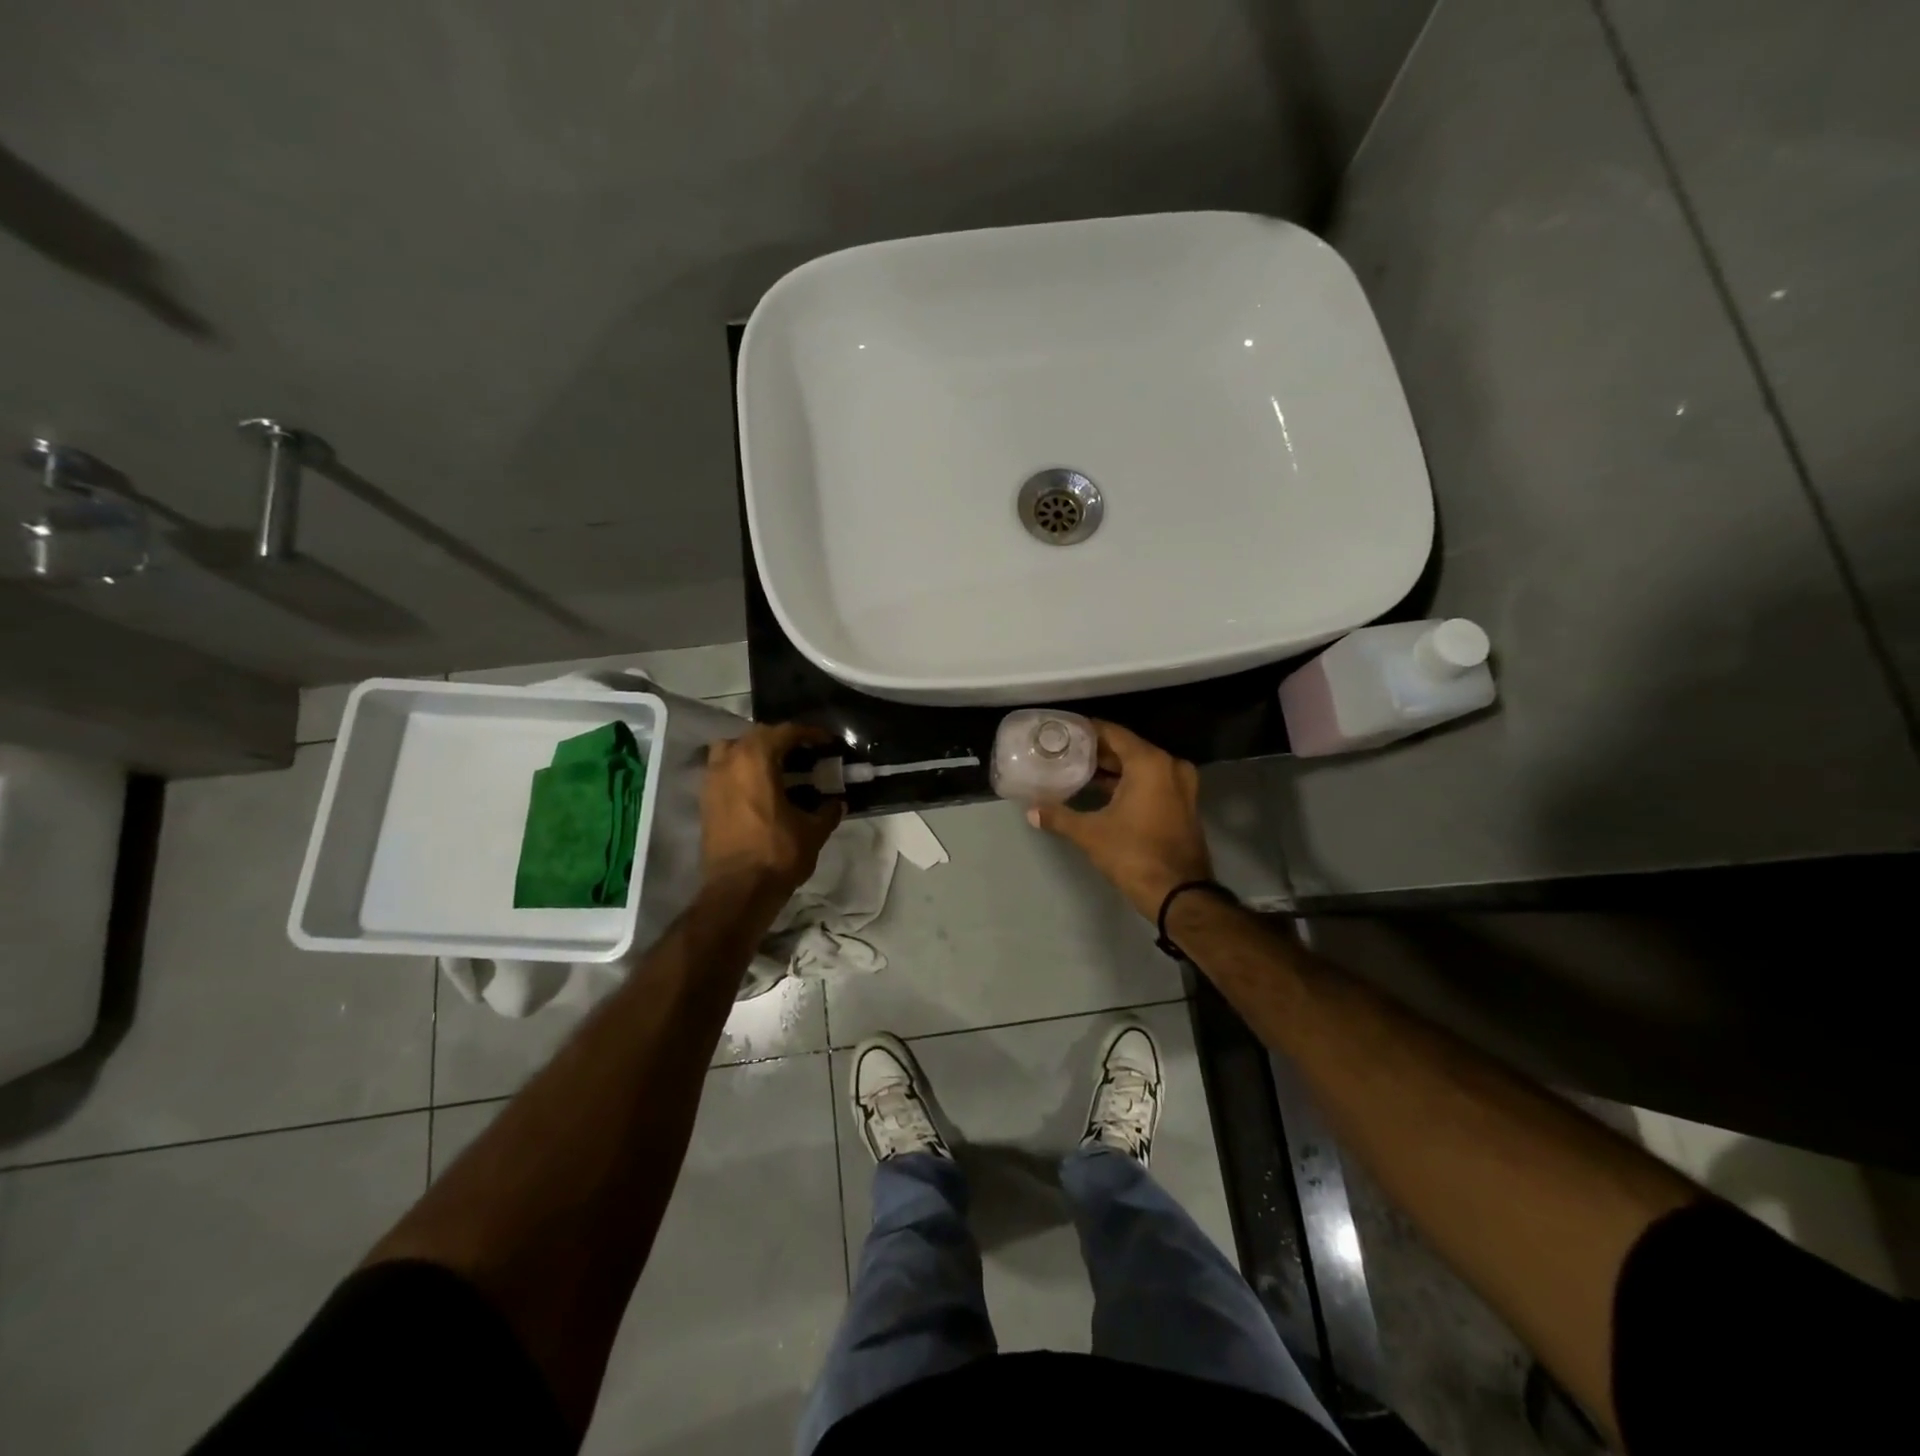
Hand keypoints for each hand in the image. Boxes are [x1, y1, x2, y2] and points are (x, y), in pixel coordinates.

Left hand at [701, 723, 844, 894]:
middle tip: (804, 753)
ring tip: (775, 767)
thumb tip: (837, 803)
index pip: (785, 732)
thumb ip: (827, 811)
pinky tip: (759, 788)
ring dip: (754, 751)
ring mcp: (712, 781)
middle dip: (781, 739)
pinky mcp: (705, 801)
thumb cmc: (778, 854)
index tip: (826, 742)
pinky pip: (723, 771)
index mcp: (757, 760)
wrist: (737, 891)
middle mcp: (730, 762)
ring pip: (732, 749)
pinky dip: (740, 771)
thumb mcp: (813, 831)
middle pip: (756, 735)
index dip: (809, 734)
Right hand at [1026, 720, 1212, 919]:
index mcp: (1149, 763)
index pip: (1113, 733)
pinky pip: (1153, 781)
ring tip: (1080, 771)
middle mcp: (1169, 766)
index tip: (1064, 733)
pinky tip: (1104, 792)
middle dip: (1098, 752)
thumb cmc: (1134, 854)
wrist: (1180, 893)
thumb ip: (1060, 816)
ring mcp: (1181, 785)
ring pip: (1142, 766)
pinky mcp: (1184, 804)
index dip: (1087, 731)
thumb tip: (1031, 811)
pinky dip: (1130, 782)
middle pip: (1128, 748)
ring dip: (1114, 769)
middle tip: (1067, 753)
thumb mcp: (1091, 834)